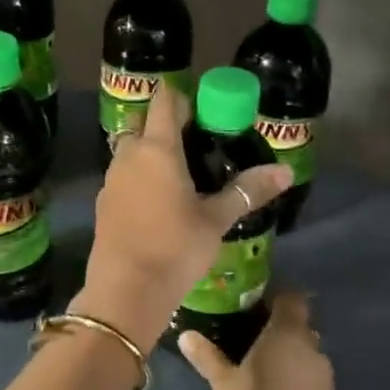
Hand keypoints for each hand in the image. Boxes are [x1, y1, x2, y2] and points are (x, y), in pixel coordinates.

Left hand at [76, 82, 290, 345]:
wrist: (125, 290)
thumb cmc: (175, 248)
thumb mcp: (216, 220)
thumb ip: (247, 191)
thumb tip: (286, 171)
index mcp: (158, 149)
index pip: (165, 101)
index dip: (183, 98)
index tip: (205, 111)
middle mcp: (129, 155)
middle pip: (144, 123)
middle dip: (166, 125)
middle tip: (197, 144)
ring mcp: (111, 179)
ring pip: (130, 150)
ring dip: (151, 152)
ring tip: (181, 173)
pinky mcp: (103, 203)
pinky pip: (123, 176)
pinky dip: (139, 177)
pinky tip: (158, 201)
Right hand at [179, 291, 333, 389]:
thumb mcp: (222, 381)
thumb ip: (207, 355)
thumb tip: (185, 335)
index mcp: (287, 332)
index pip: (292, 298)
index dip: (277, 296)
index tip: (256, 301)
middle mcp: (311, 346)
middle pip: (299, 325)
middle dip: (280, 326)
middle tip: (252, 333)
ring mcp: (323, 373)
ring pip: (305, 351)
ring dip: (289, 353)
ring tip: (262, 363)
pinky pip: (309, 373)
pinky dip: (295, 373)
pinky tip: (275, 386)